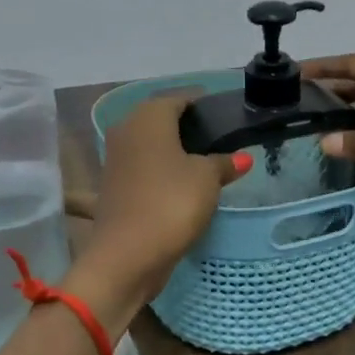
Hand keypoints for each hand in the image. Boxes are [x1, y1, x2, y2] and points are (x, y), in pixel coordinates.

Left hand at [72, 95, 251, 322]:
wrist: (126, 255)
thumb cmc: (170, 203)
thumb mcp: (207, 179)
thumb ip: (223, 163)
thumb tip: (242, 158)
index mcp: (148, 117)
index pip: (178, 99)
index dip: (201, 103)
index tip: (223, 115)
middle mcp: (126, 130)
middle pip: (160, 120)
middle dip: (186, 126)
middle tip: (216, 138)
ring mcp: (115, 160)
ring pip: (149, 145)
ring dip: (171, 150)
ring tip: (202, 162)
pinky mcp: (113, 187)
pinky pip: (142, 169)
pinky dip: (159, 171)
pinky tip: (178, 185)